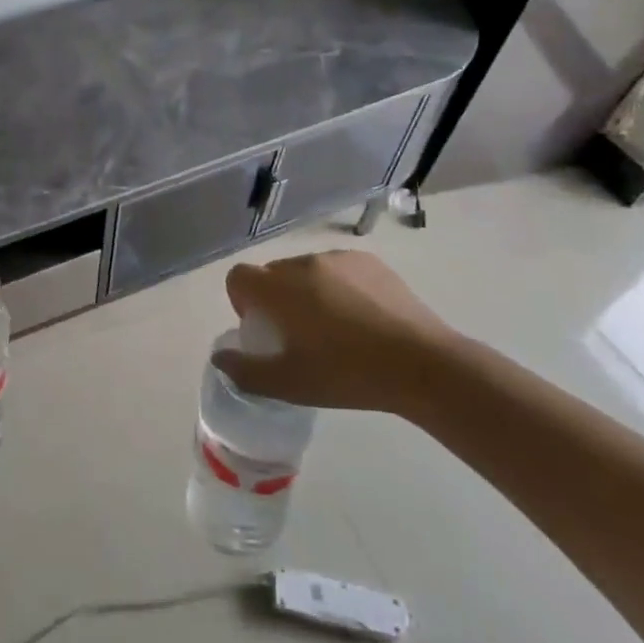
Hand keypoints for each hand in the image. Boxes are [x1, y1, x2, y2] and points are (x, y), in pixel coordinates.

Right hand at [217, 250, 468, 414]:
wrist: (424, 366)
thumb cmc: (348, 374)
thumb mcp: (289, 384)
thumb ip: (245, 371)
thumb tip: (219, 358)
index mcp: (278, 288)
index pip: (238, 277)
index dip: (241, 301)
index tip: (263, 329)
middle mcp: (303, 263)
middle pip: (272, 274)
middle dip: (275, 299)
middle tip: (298, 335)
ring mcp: (340, 259)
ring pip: (306, 271)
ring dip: (306, 292)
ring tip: (334, 328)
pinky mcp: (371, 262)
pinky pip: (338, 269)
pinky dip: (338, 287)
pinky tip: (362, 318)